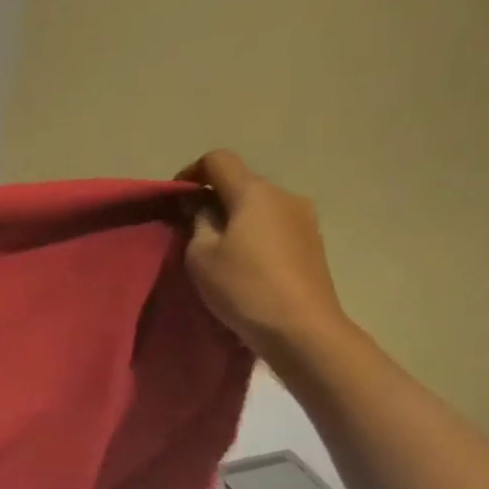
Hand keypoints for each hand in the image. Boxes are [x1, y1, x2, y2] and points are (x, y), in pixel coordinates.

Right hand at [179, 149, 349, 359]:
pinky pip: (274, 227)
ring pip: (259, 207)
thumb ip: (198, 223)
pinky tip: (245, 266)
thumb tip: (201, 207)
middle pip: (241, 184)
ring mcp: (304, 218)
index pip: (218, 160)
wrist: (301, 327)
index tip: (176, 199)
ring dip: (235, 220)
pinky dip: (254, 236)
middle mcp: (284, 195)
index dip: (191, 173)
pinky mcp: (312, 242)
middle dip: (214, 200)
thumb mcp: (201, 256)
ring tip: (218, 254)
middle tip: (191, 232)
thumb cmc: (243, 287)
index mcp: (254, 193)